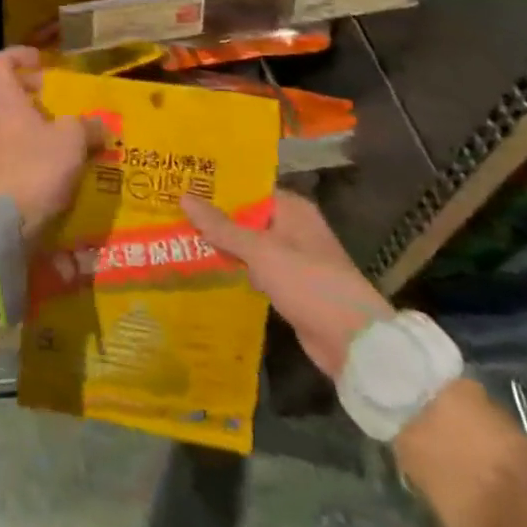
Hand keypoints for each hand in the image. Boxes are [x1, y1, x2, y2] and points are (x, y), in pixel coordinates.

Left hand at [0, 47, 99, 244]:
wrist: (2, 226)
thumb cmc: (35, 169)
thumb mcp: (71, 142)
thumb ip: (86, 126)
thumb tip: (99, 123)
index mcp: (5, 103)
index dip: (18, 55)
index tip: (42, 61)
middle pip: (10, 98)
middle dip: (37, 98)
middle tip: (65, 108)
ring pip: (14, 130)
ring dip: (39, 132)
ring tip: (70, 145)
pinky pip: (16, 158)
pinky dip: (36, 159)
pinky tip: (59, 175)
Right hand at [181, 191, 393, 379]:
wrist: (355, 344)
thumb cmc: (309, 283)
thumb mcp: (261, 252)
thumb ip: (222, 227)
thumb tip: (184, 197)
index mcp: (292, 209)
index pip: (248, 187)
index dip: (217, 186)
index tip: (182, 182)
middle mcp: (293, 228)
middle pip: (246, 215)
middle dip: (214, 216)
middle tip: (171, 208)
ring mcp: (293, 258)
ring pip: (248, 243)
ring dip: (222, 243)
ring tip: (179, 233)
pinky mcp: (290, 286)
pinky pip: (254, 268)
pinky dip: (235, 267)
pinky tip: (204, 266)